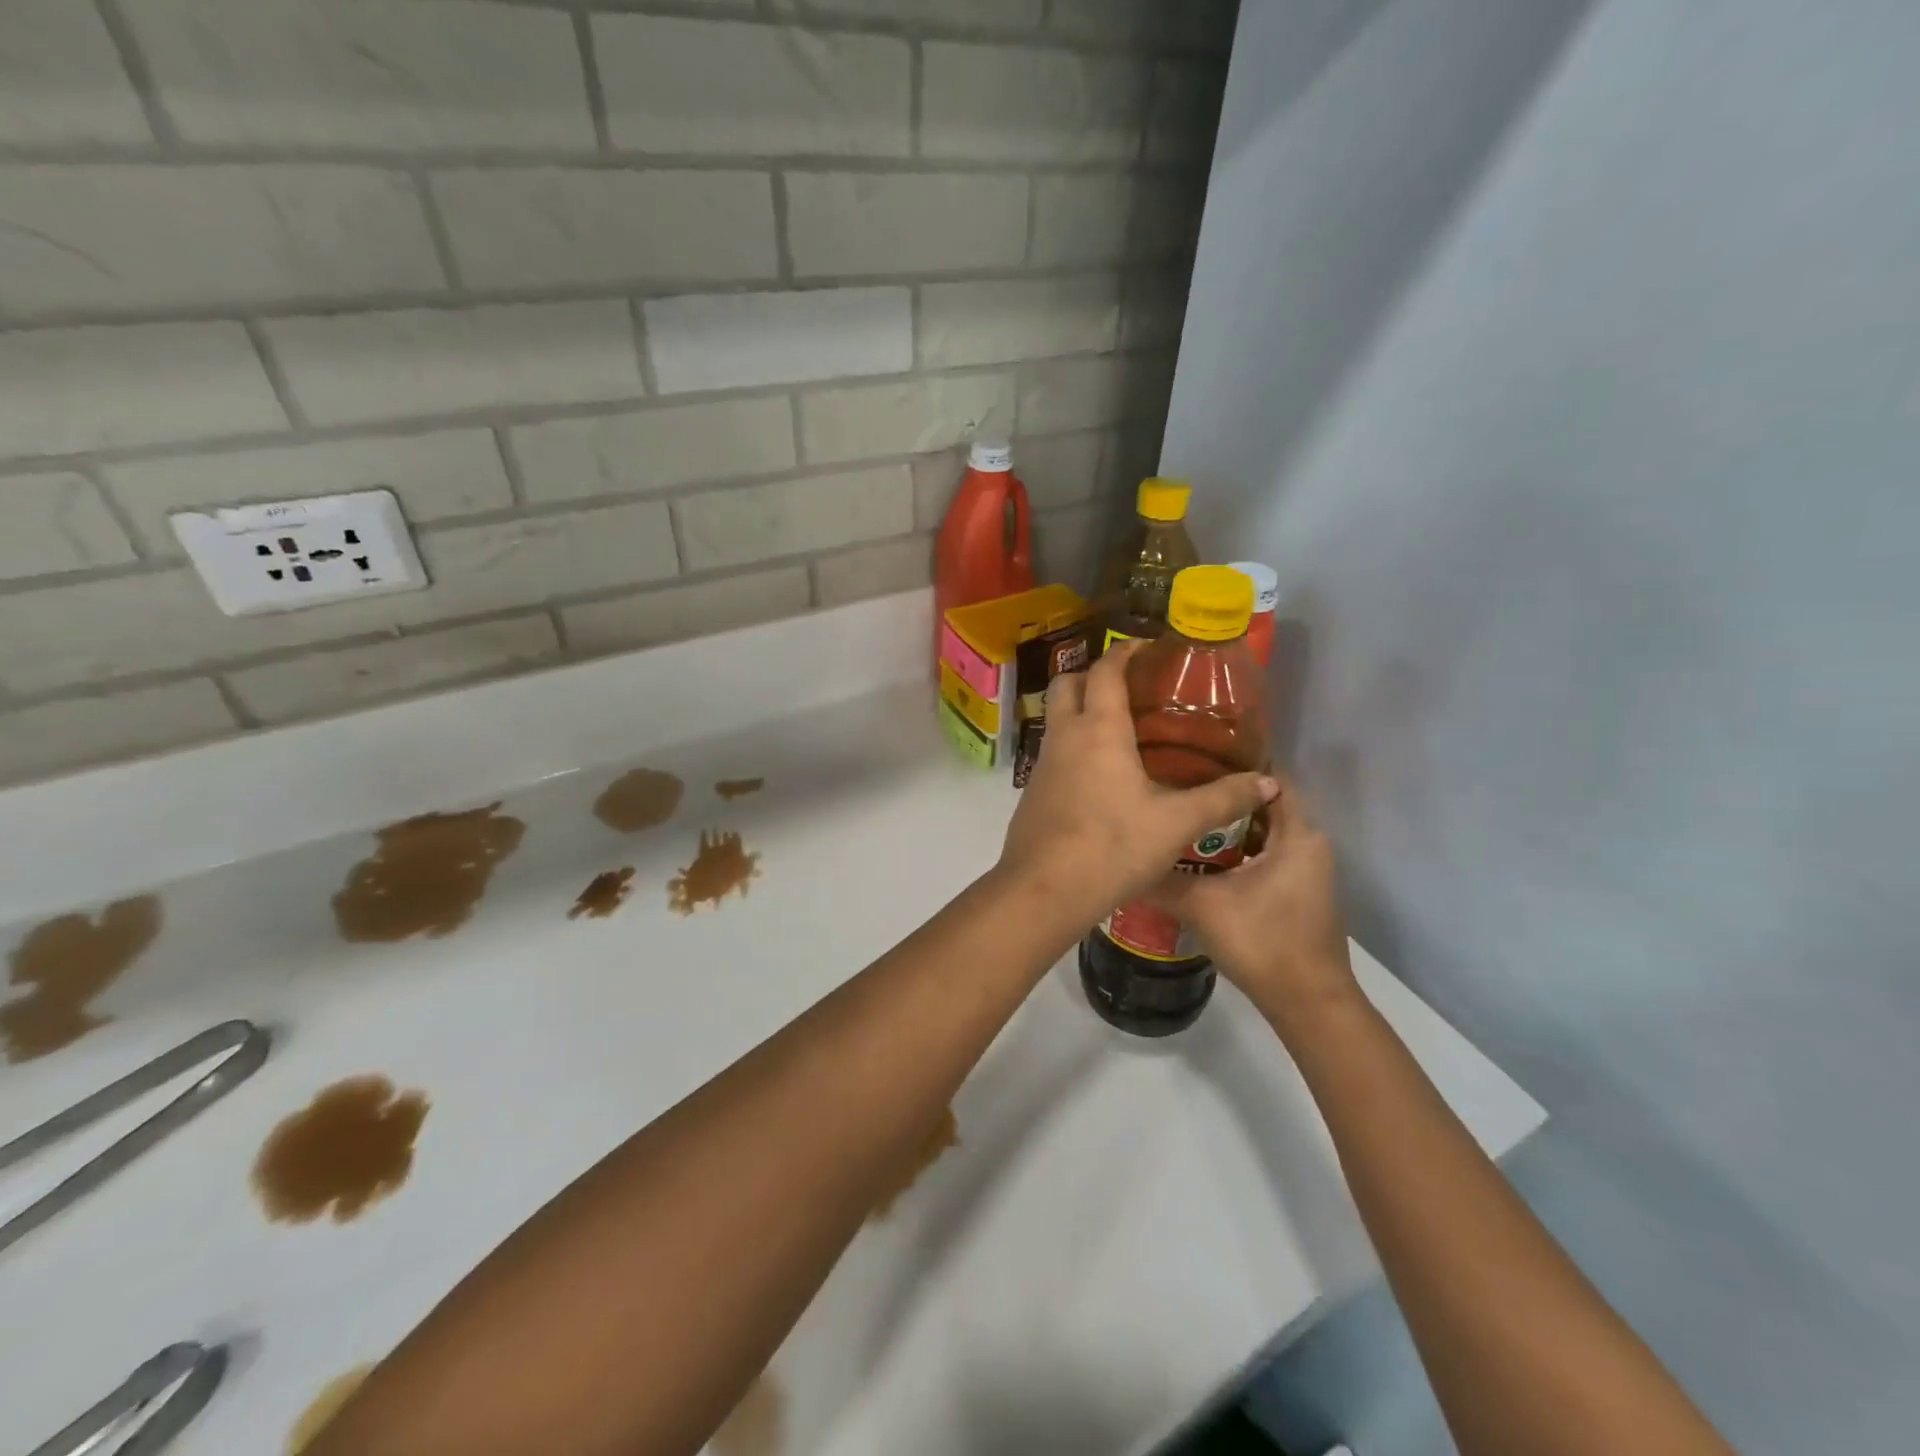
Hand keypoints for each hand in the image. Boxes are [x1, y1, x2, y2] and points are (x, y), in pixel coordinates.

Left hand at [996, 642, 1278, 927]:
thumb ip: (1222, 799)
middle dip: (1094, 674)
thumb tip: (1268, 783)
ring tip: (1122, 730)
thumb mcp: (1176, 824)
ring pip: (1057, 719)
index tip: (1148, 646)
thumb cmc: (1112, 847)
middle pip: (1068, 684)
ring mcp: (1042, 764)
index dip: (1126, 651)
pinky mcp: (1033, 792)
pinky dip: (1075, 745)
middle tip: (1131, 687)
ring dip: (1082, 711)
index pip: (1106, 670)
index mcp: (1098, 729)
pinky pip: (1054, 752)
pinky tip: (1102, 776)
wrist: (1044, 890)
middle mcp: (1064, 736)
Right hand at [1154, 776, 1357, 1025]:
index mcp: (1298, 834)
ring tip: (1182, 811)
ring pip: (1263, 831)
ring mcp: (1306, 870)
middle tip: (1177, 781)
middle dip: (1223, 792)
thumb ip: (1162, 880)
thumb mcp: (1203, 906)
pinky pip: (1265, 853)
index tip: (1193, 753)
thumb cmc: (1263, 941)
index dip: (1236, 761)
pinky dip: (1237, 848)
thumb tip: (1121, 861)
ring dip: (1228, 823)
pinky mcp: (1297, 891)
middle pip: (1264, 803)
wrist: (1308, 1003)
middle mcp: (1308, 844)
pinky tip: (1199, 854)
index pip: (1271, 778)